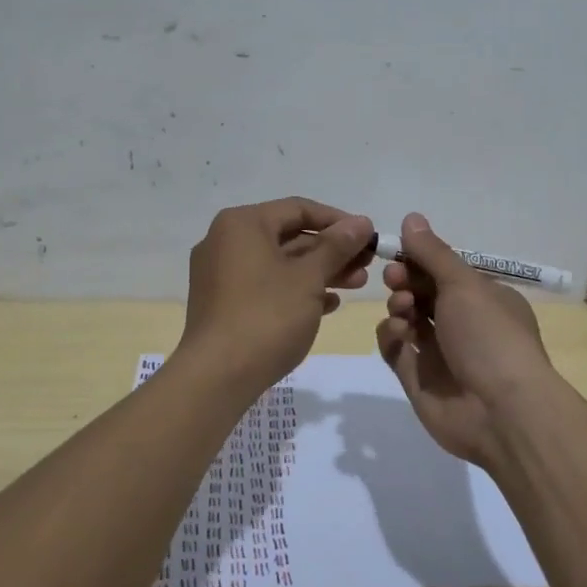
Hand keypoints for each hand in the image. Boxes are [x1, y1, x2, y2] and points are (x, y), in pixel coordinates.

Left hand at [179, 197, 375, 395]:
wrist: (217, 377)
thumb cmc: (267, 316)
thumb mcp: (309, 277)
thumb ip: (338, 246)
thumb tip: (361, 222)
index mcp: (242, 224)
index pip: (299, 208)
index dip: (339, 221)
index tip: (369, 237)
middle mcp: (226, 241)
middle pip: (289, 236)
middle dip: (332, 250)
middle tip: (368, 264)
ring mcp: (221, 274)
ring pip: (280, 263)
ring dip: (320, 271)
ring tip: (357, 284)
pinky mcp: (223, 303)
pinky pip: (266, 286)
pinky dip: (296, 290)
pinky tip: (328, 305)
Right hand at [375, 212, 559, 468]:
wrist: (501, 412)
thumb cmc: (489, 336)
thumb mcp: (464, 285)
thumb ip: (433, 253)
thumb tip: (411, 217)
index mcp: (484, 298)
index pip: (444, 270)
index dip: (419, 259)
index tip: (400, 252)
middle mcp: (464, 323)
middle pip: (423, 292)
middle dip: (405, 280)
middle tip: (396, 279)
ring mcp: (441, 353)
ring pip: (407, 318)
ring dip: (399, 306)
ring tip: (403, 310)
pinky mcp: (419, 380)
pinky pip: (396, 349)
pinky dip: (392, 337)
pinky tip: (399, 335)